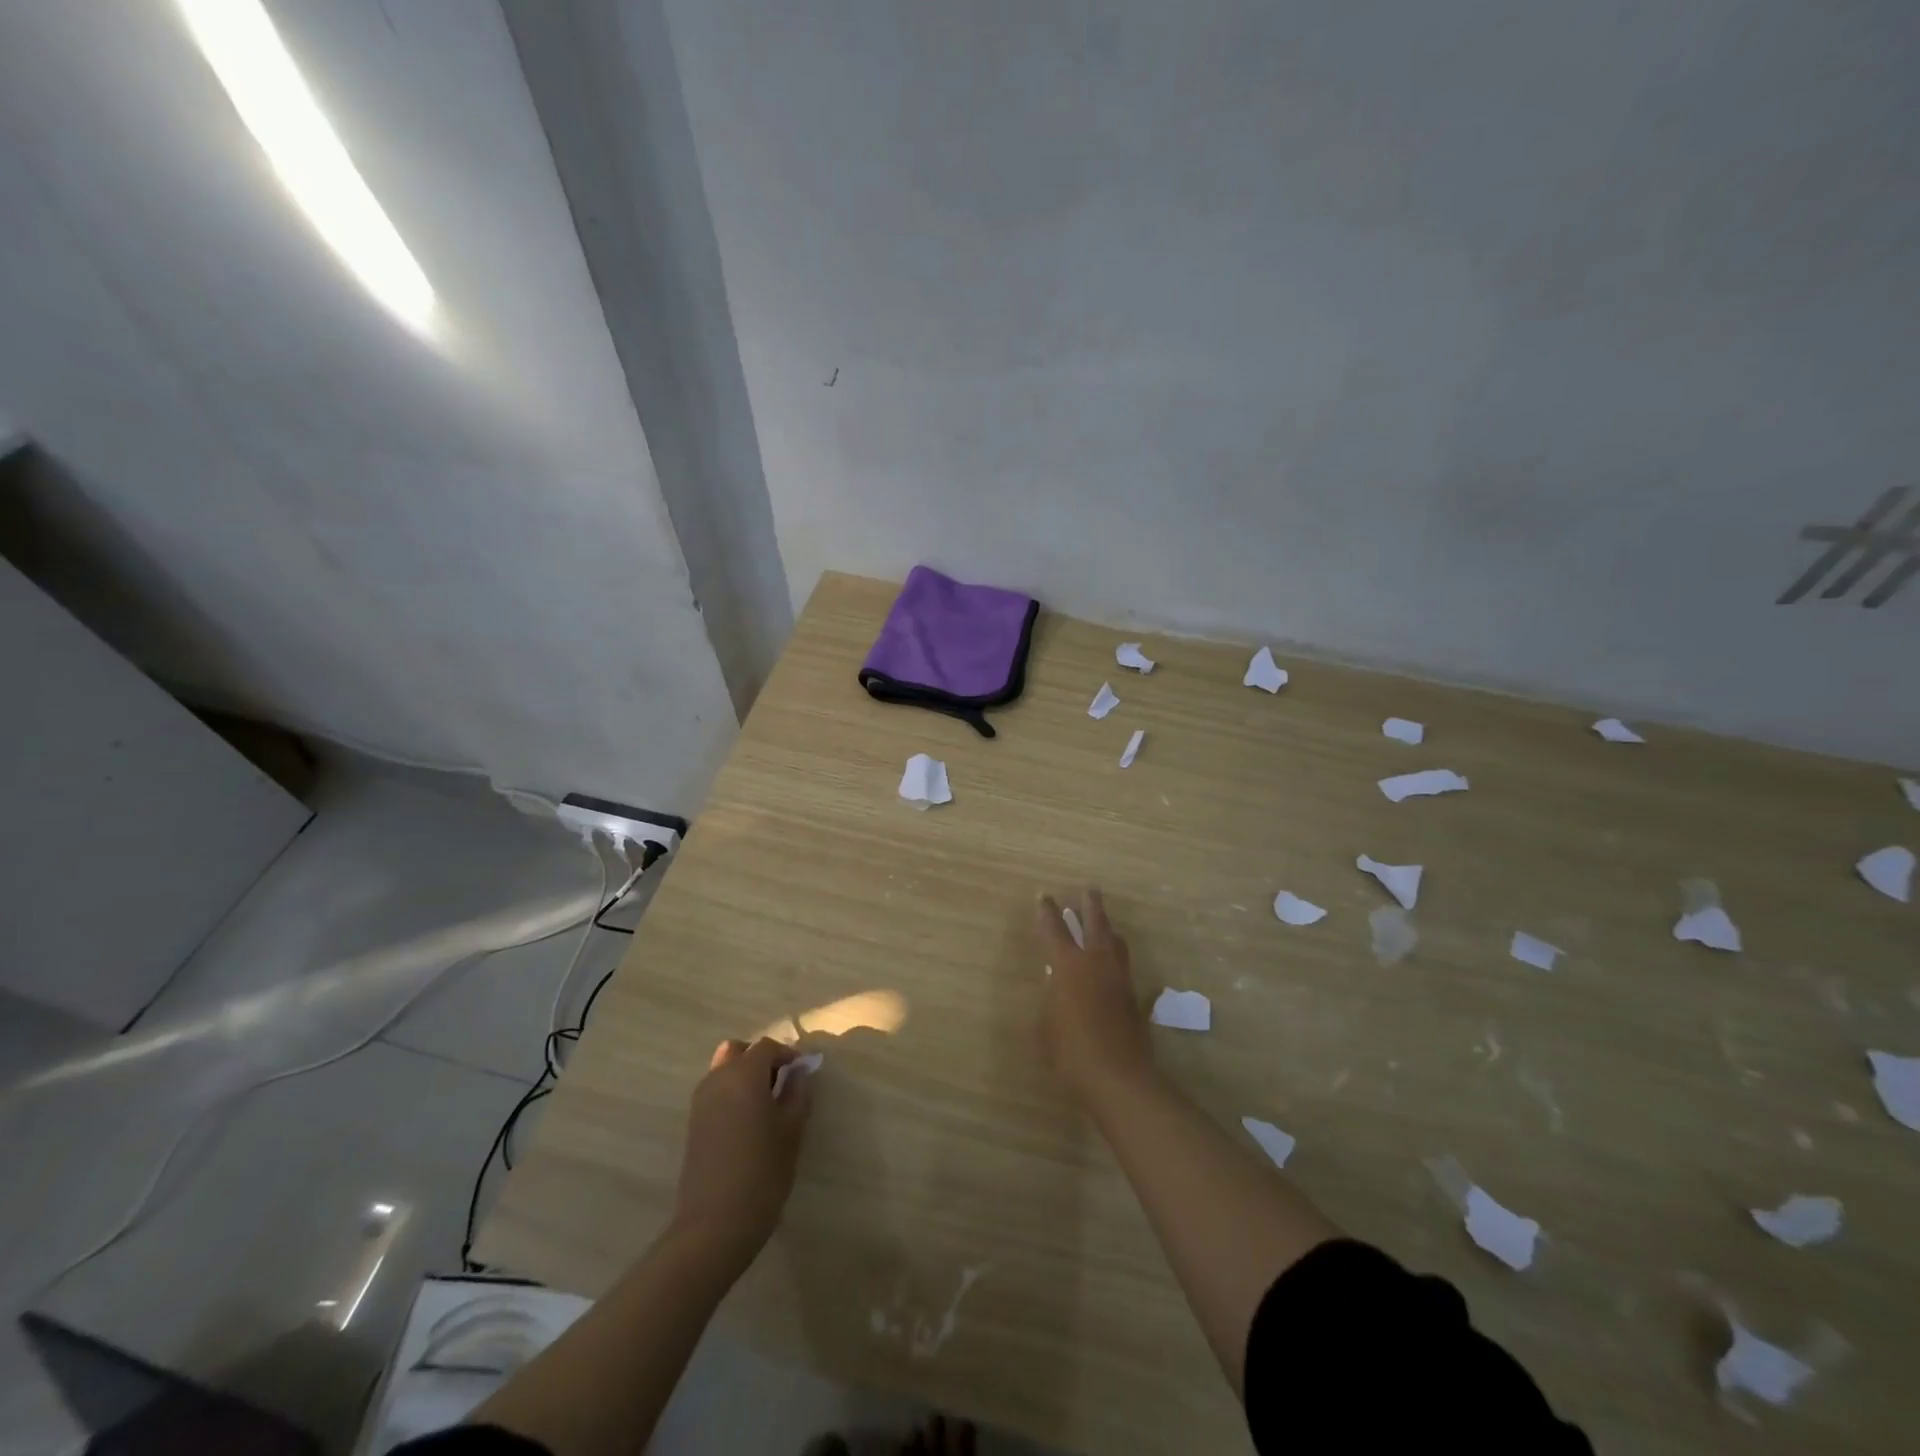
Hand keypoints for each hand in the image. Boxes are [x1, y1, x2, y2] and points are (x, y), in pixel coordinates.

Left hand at [672, 1037, 812, 1266]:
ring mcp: (701, 1102)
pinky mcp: (693, 1124)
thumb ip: (798, 1093)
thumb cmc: (762, 1173)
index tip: (803, 1072)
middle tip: (782, 1082)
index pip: (767, 1047)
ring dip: (744, 1075)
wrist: (713, 1226)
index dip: (787, 1054)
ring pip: (722, 1070)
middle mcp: (718, 1079)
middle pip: (738, 1051)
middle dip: (760, 1058)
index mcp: (744, 1075)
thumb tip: (801, 1071)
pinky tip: (748, 1122)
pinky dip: (732, 1093)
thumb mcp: (791, 1131)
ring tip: (766, 1104)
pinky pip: (715, 1091)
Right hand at [1037, 888, 1154, 1110]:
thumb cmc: (1070, 1052)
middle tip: (1089, 890)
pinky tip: (1115, 965)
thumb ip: (1050, 998)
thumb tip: (1056, 985)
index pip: (1054, 930)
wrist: (1118, 1078)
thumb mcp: (1046, 1025)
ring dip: (1108, 928)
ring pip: (1116, 942)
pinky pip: (1124, 966)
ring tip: (1104, 924)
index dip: (1047, 912)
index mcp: (1068, 965)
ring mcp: (1119, 979)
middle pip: (1095, 924)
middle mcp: (1096, 963)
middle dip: (1090, 905)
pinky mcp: (1134, 997)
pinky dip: (1117, 958)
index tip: (1044, 896)